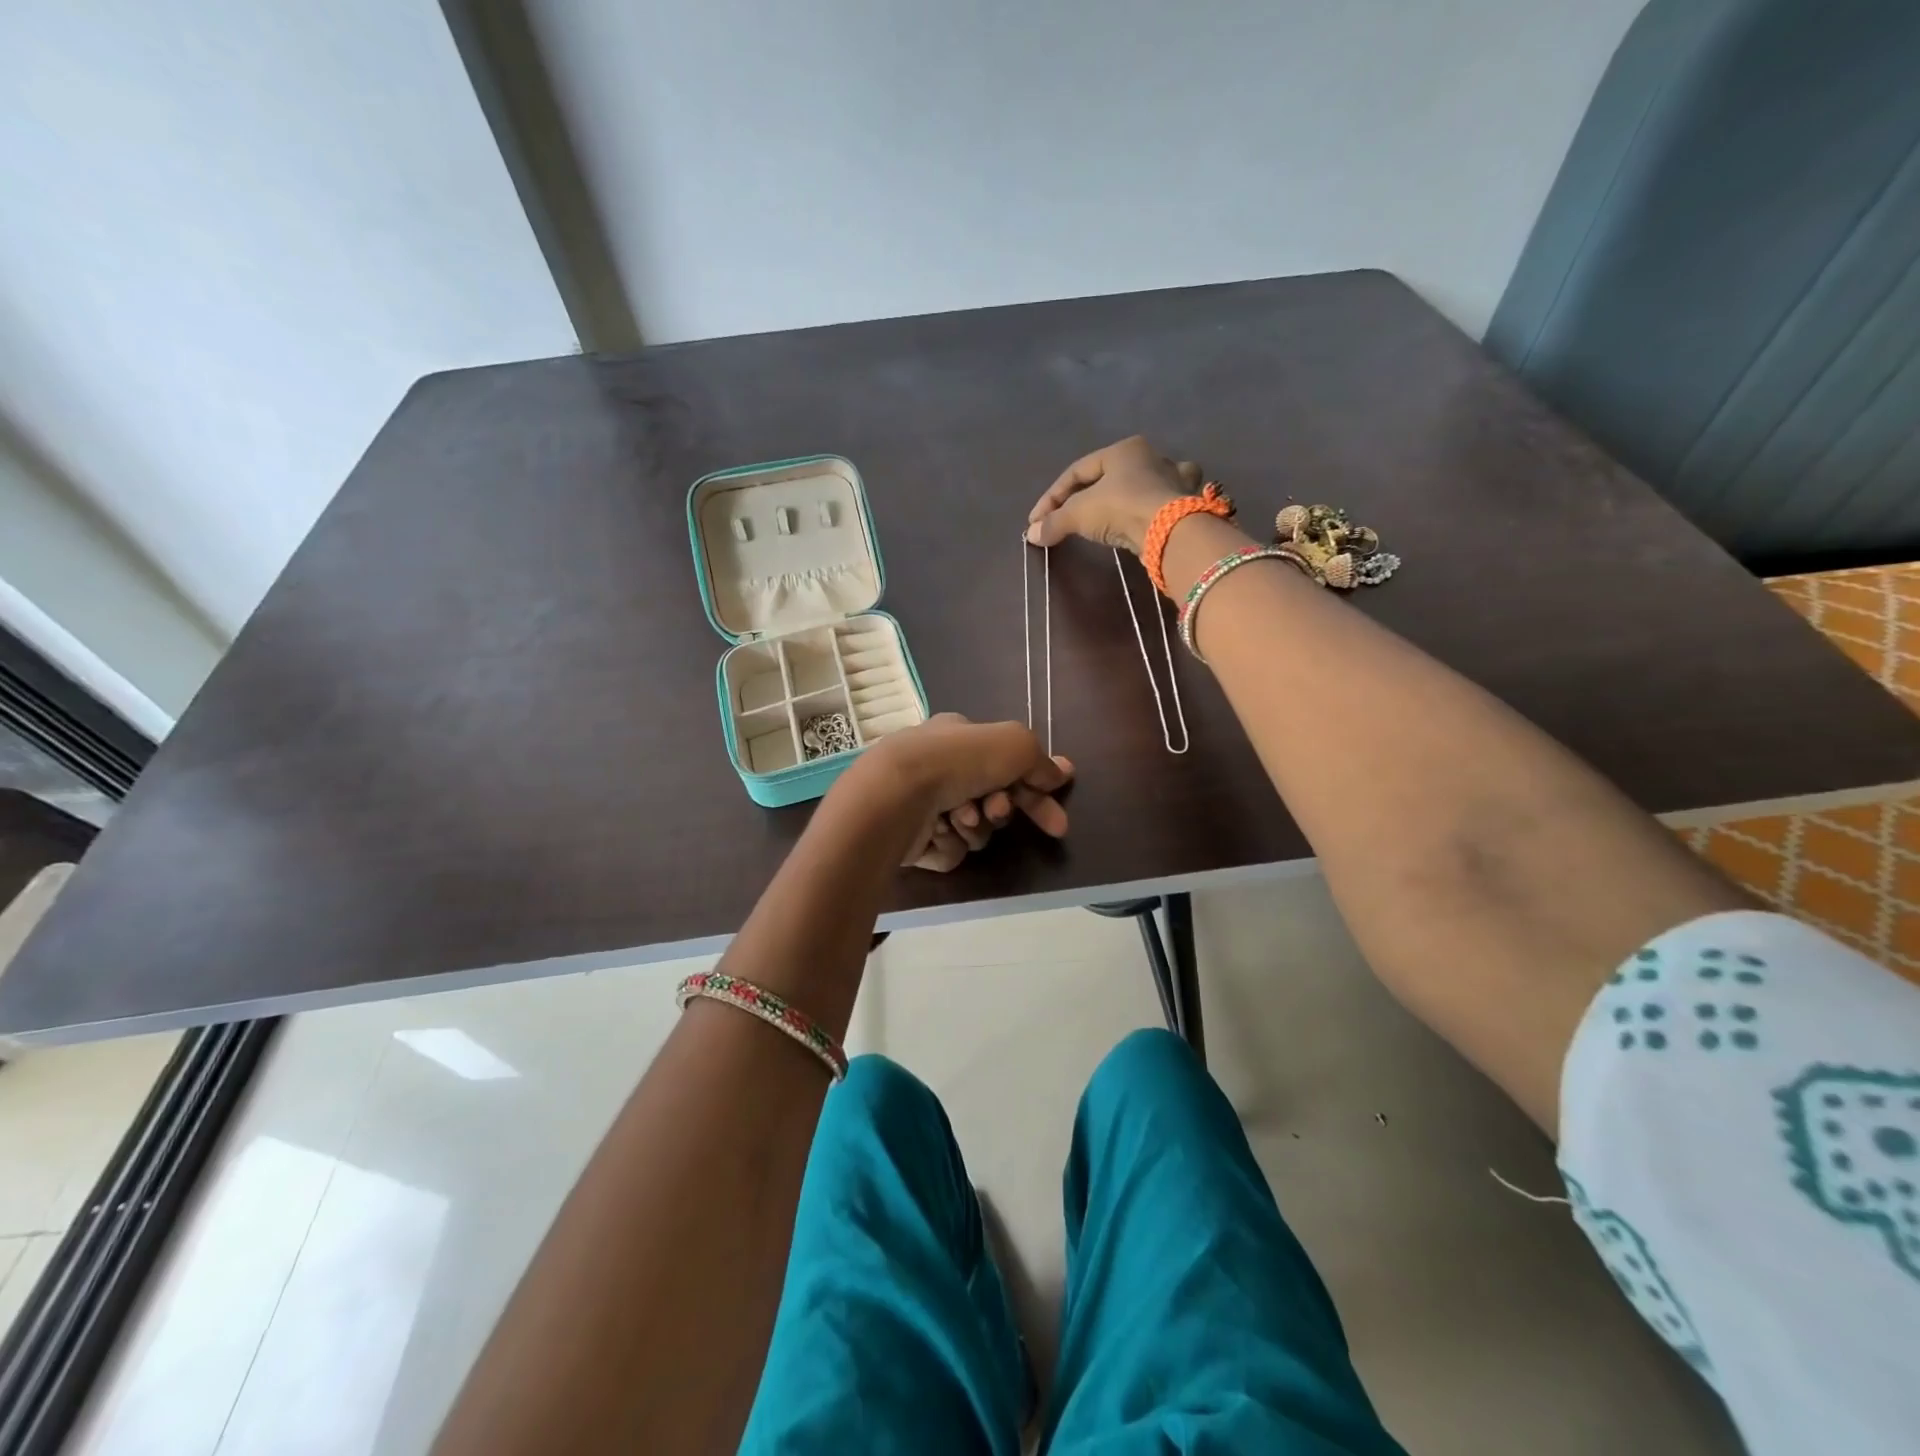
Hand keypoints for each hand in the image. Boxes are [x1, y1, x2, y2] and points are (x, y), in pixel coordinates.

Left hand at [838, 714, 1073, 871]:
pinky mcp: (912, 838)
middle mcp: (939, 767)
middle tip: (997, 812)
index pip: (1008, 763)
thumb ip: (1039, 760)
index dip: (1037, 789)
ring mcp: (923, 803)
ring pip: (973, 827)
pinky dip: (951, 844)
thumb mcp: (1014, 745)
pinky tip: (939, 832)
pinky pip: (950, 849)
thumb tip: (1059, 773)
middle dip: (1001, 809)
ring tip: (960, 817)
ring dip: (975, 826)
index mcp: (958, 737)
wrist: (896, 796)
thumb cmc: (956, 762)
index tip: (1058, 821)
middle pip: (992, 798)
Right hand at [1026, 436, 1201, 555]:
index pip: (1077, 471)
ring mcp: (1173, 478)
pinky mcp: (1185, 503)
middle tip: (1066, 518)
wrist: (1170, 530)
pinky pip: (1161, 501)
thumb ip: (1054, 522)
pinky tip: (1145, 517)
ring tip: (1108, 513)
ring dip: (1124, 496)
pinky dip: (1150, 508)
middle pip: (1109, 476)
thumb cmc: (1120, 508)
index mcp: (1123, 449)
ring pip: (1141, 483)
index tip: (1037, 521)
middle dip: (1086, 496)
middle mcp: (1151, 456)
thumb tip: (1032, 535)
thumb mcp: (1078, 514)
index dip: (1052, 497)